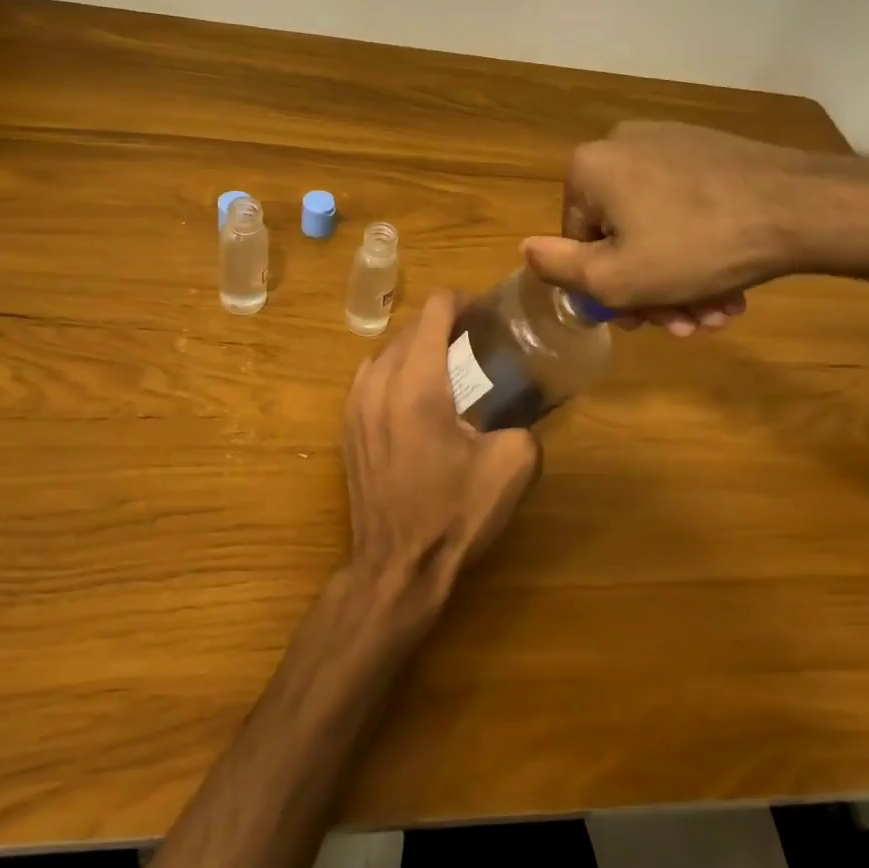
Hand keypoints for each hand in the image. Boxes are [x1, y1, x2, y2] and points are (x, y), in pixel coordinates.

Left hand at [341, 291, 541, 592]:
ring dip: (415, 345)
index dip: (462, 301)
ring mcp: (355, 405)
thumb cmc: (453, 513)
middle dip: (441, 322)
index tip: (485, 312)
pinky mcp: (346, 427)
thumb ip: (522, 426)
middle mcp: (379, 383)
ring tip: (444, 361)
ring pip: (385, 350)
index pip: (434, 312)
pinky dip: (393, 369)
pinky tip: (413, 393)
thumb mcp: (511, 466)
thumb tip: (516, 420)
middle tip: (474, 336)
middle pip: (409, 328)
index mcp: (418, 384)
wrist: (397, 566)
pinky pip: (369, 376)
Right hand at [521, 121, 868, 333]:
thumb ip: (560, 269)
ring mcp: (671, 143)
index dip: (603, 289)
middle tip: (684, 325)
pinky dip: (699, 249)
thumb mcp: (616, 277)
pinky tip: (729, 287)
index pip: (576, 241)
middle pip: (620, 235)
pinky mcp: (710, 151)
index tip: (640, 321)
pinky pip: (687, 207)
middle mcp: (623, 144)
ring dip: (679, 280)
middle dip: (649, 290)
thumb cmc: (695, 246)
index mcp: (589, 168)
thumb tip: (526, 250)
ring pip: (657, 227)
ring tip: (714, 314)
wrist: (802, 207)